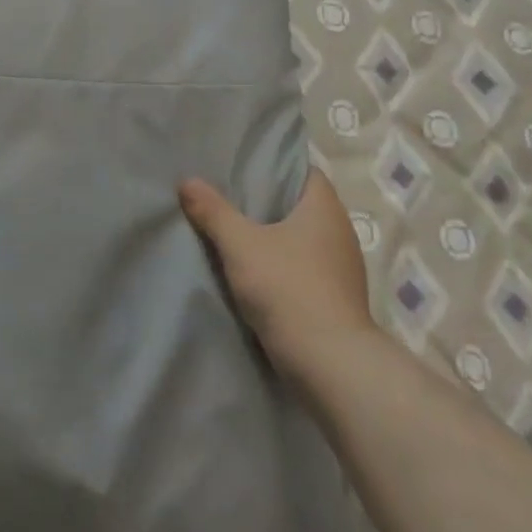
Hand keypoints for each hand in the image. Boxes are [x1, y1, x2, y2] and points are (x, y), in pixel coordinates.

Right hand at [179, 168, 373, 378]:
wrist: (331, 365)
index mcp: (325, 207)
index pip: (304, 171)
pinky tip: (258, 272)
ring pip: (304, 238)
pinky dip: (285, 265)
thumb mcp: (240, 246)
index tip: (245, 166)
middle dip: (270, 201)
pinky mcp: (338, 298)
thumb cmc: (288, 288)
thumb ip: (213, 211)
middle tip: (230, 195)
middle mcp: (341, 231)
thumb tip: (187, 181)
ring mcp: (343, 268)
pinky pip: (307, 267)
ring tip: (239, 233)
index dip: (276, 166)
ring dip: (277, 237)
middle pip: (302, 204)